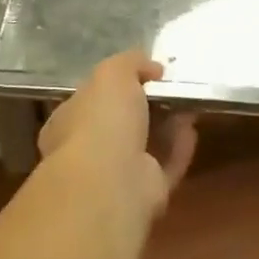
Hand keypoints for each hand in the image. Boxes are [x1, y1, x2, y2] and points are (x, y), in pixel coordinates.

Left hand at [38, 51, 198, 214]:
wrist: (111, 180)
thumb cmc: (101, 119)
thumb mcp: (112, 73)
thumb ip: (130, 63)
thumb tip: (151, 67)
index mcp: (67, 122)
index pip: (89, 99)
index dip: (114, 85)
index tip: (144, 73)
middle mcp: (86, 151)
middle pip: (119, 124)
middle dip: (144, 106)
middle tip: (169, 88)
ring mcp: (115, 176)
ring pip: (144, 147)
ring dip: (166, 126)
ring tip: (187, 103)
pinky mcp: (143, 195)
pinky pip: (164, 167)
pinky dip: (178, 148)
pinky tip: (191, 129)